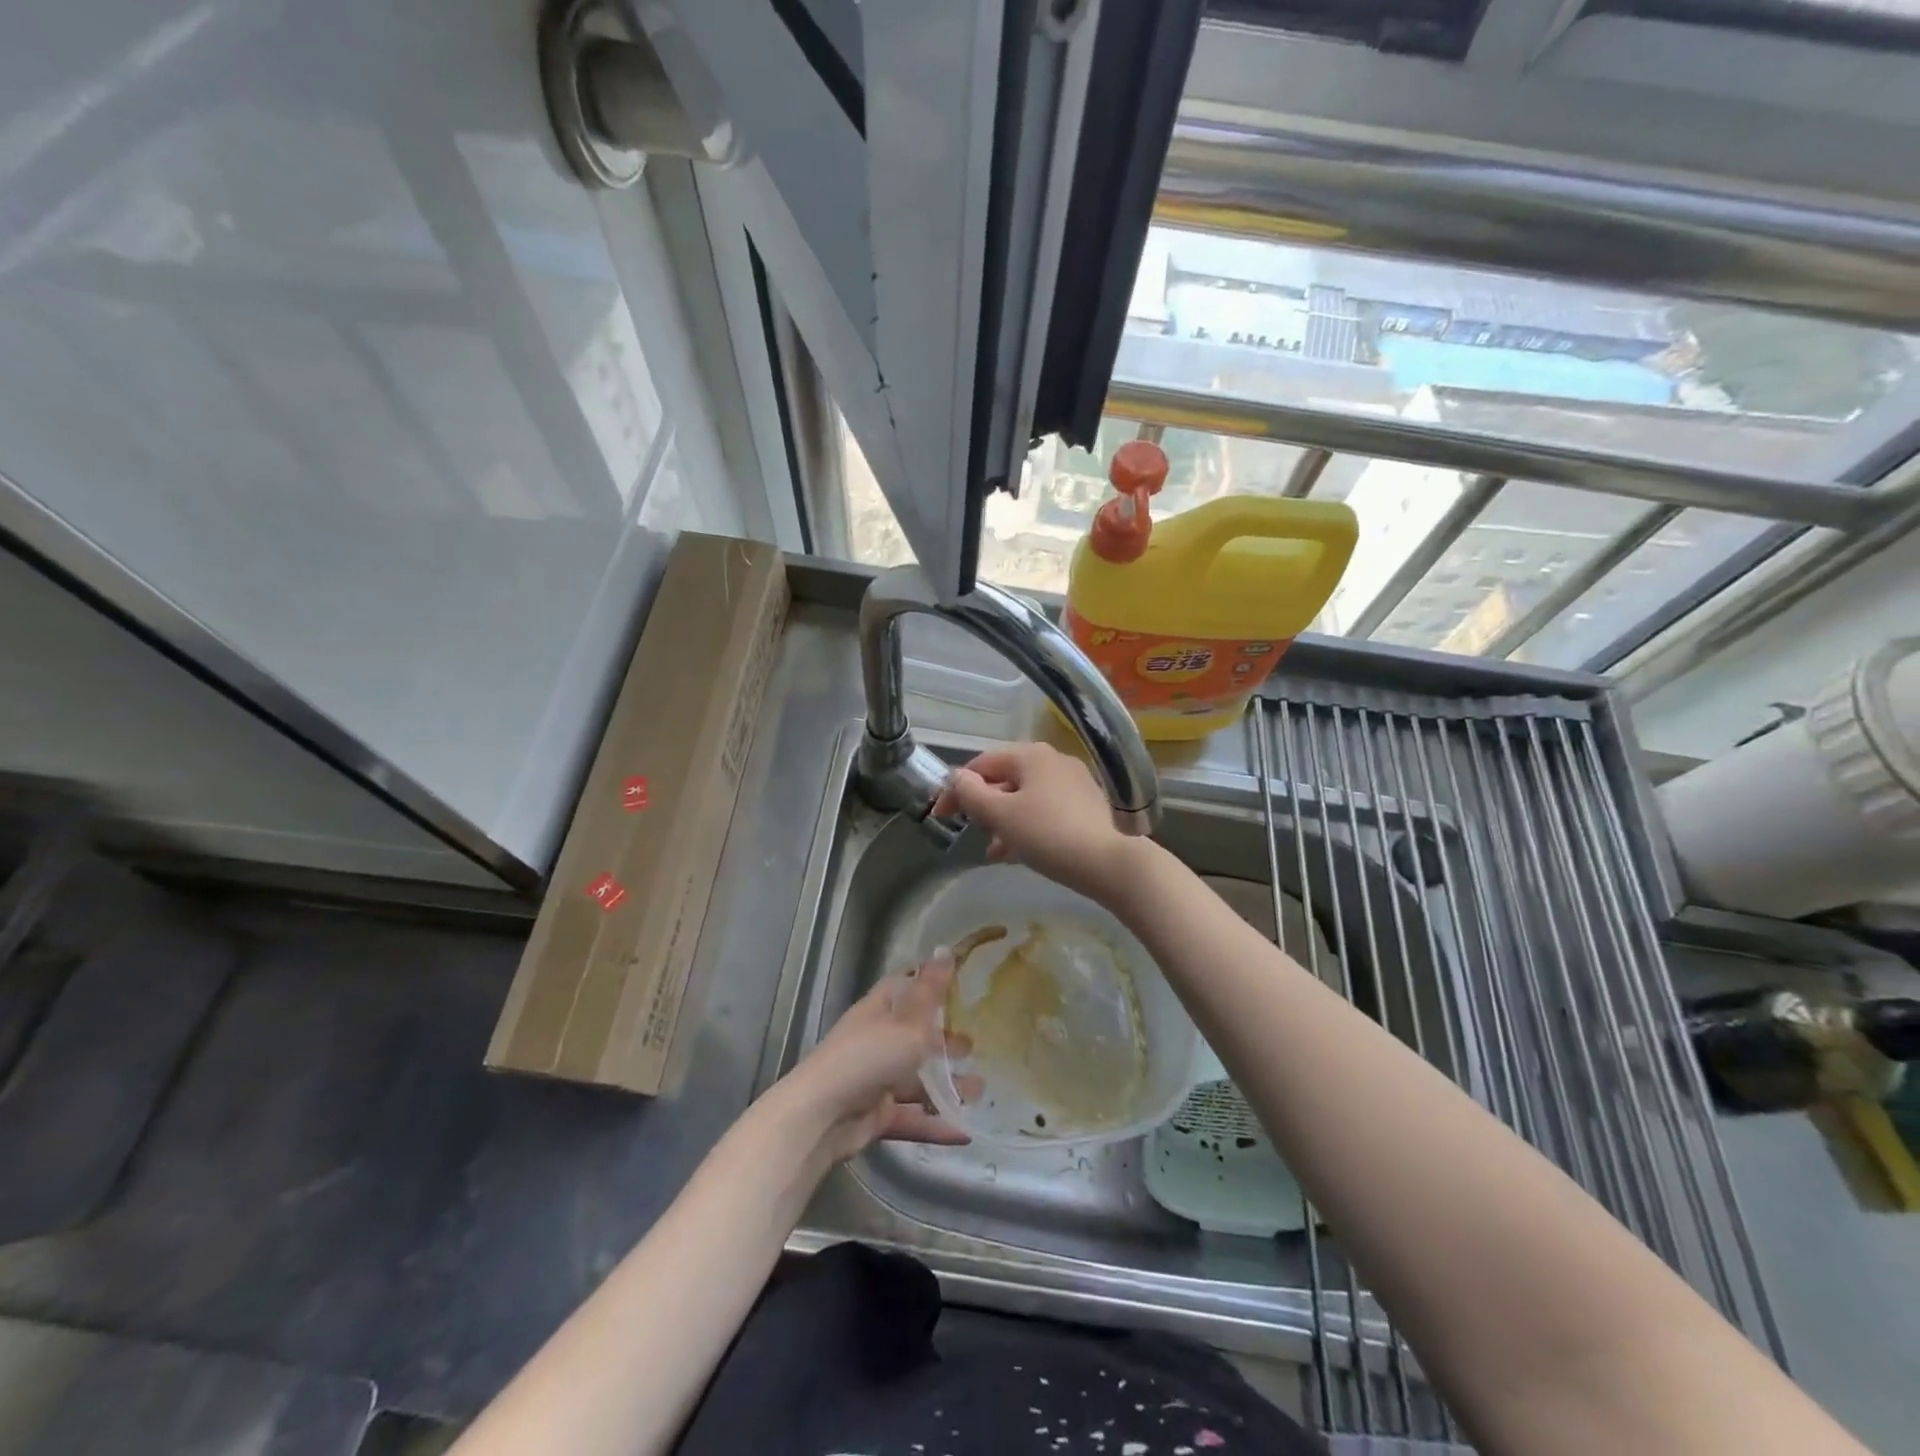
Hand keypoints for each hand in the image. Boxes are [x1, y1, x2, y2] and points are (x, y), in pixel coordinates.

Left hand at [775, 953, 970, 1164]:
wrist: (822, 1117)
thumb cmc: (869, 1057)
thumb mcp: (908, 1022)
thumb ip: (931, 992)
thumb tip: (946, 949)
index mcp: (879, 1009)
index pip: (905, 986)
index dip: (930, 983)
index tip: (961, 984)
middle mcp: (877, 1040)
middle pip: (914, 1035)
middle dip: (944, 1041)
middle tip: (974, 1047)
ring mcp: (875, 1078)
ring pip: (916, 1079)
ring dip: (946, 1085)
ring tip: (978, 1091)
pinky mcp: (876, 1114)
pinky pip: (912, 1116)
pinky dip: (936, 1123)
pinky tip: (965, 1131)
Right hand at [931, 742, 1149, 903]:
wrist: (1110, 863)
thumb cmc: (1048, 835)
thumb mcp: (1002, 816)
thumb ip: (973, 795)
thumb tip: (957, 778)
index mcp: (1031, 755)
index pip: (982, 764)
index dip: (956, 788)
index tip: (940, 815)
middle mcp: (1053, 761)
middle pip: (1005, 779)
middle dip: (983, 806)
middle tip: (968, 831)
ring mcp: (1074, 783)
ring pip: (1025, 797)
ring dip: (1003, 820)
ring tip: (993, 850)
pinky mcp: (1087, 806)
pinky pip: (1045, 810)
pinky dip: (1026, 826)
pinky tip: (1019, 853)